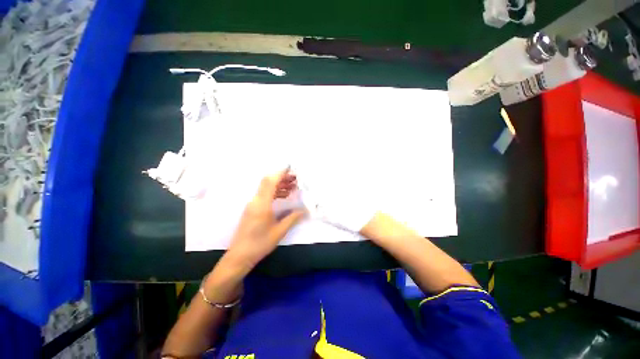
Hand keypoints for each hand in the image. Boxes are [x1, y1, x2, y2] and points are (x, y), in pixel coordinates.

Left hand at [226, 168, 305, 268]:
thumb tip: (305, 210)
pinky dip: (275, 192)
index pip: (270, 182)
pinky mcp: (252, 209)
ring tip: (292, 186)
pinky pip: (264, 195)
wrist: (240, 256)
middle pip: (268, 183)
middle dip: (282, 178)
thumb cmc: (260, 243)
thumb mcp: (279, 231)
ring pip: (266, 188)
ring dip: (279, 185)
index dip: (280, 173)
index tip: (290, 168)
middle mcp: (255, 201)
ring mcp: (253, 204)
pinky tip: (284, 196)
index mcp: (262, 204)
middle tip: (295, 178)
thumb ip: (292, 218)